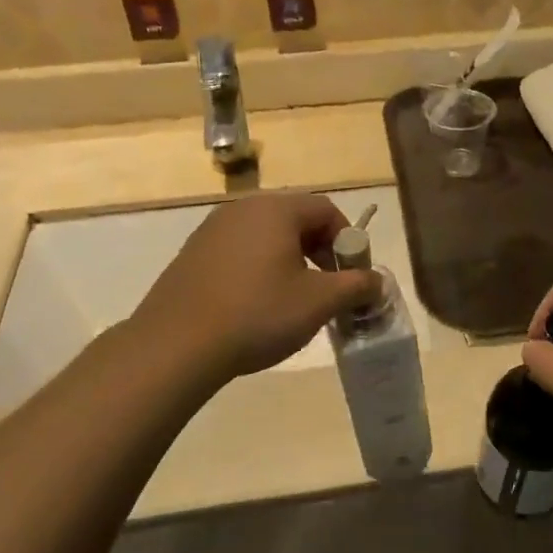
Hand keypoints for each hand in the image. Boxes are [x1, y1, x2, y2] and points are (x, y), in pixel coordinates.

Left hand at [133, 193, 378, 382]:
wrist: (176, 345)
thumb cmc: (257, 314)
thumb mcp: (319, 302)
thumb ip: (356, 286)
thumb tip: (377, 281)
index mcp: (276, 209)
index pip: (326, 209)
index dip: (348, 241)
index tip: (350, 276)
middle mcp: (243, 208)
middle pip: (296, 219)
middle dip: (320, 250)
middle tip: (327, 289)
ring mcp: (212, 229)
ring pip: (267, 235)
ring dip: (290, 260)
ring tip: (293, 300)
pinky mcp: (193, 253)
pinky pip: (240, 250)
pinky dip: (259, 268)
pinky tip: (256, 305)